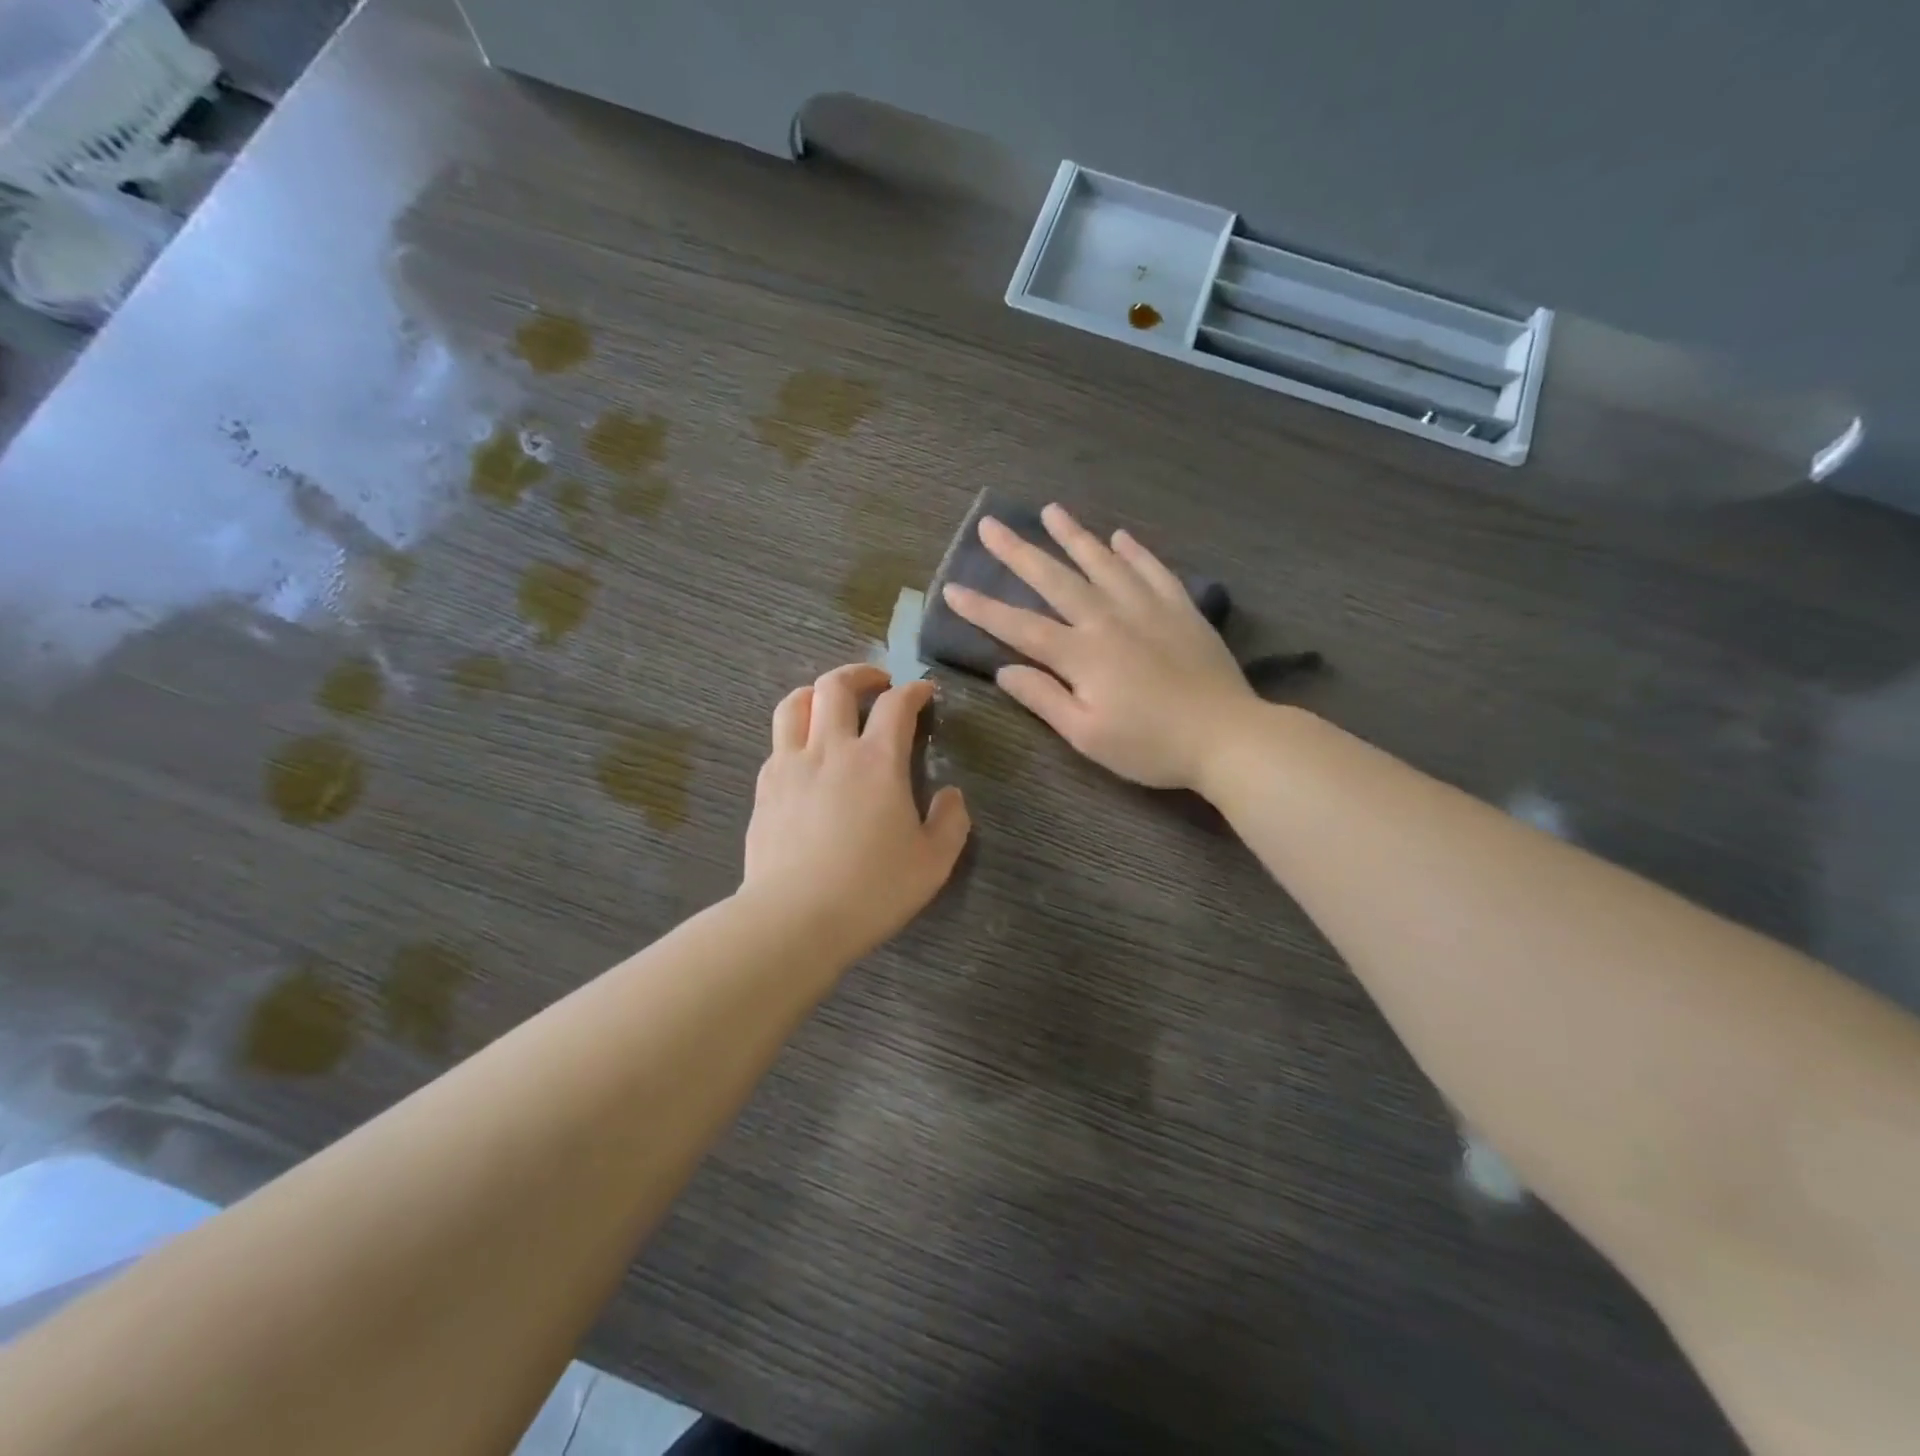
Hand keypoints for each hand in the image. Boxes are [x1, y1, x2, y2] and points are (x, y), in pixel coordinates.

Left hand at [742, 663, 970, 958]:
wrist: (794, 918)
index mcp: (877, 761)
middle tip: (878, 684)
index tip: (924, 691)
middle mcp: (831, 750)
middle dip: (861, 674)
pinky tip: (806, 756)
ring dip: (818, 693)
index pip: (896, 705)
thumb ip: (950, 822)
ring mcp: (790, 765)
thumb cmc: (872, 890)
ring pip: (796, 703)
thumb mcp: (933, 862)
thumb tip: (950, 796)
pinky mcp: (764, 788)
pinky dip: (796, 732)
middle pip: (836, 685)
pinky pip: (777, 741)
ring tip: (831, 705)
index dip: (914, 690)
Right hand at [941, 504, 1256, 790]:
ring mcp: (1147, 608)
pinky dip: (1134, 551)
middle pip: (1055, 580)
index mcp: (1080, 654)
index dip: (983, 609)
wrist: (1226, 736)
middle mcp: (1108, 619)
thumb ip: (1044, 698)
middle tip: (992, 525)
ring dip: (1073, 536)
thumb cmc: (1150, 745)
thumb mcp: (1087, 735)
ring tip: (1050, 510)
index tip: (951, 588)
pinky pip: (1153, 570)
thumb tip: (1004, 670)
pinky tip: (1120, 537)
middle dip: (1019, 552)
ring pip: (1102, 563)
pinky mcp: (1180, 609)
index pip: (1019, 626)